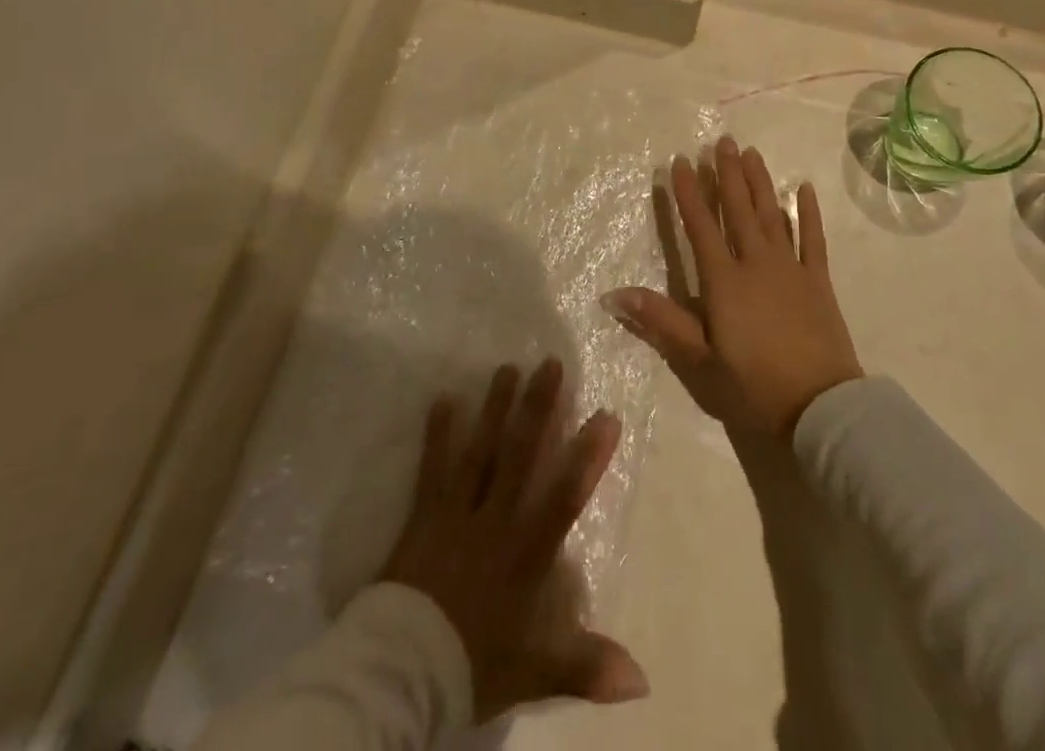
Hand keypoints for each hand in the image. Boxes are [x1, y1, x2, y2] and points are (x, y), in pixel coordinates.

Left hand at [378, 359, 647, 721]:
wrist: (402, 671)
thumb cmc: (472, 664)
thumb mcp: (533, 671)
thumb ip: (586, 667)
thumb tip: (643, 680)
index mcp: (524, 552)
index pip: (564, 496)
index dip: (588, 456)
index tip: (606, 416)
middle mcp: (494, 519)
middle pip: (521, 455)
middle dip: (538, 408)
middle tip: (550, 364)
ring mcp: (456, 511)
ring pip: (481, 450)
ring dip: (495, 408)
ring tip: (507, 367)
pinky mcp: (424, 512)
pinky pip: (432, 466)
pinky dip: (438, 432)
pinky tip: (443, 397)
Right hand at [604, 137, 862, 438]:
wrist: (821, 410)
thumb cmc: (753, 388)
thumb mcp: (699, 362)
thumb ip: (660, 321)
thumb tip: (613, 294)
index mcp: (724, 281)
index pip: (700, 227)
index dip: (689, 193)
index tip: (682, 162)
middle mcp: (756, 263)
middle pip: (738, 210)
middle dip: (727, 174)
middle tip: (721, 141)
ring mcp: (791, 269)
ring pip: (772, 215)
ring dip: (760, 183)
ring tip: (751, 153)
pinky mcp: (819, 281)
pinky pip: (813, 239)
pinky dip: (808, 213)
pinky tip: (804, 188)